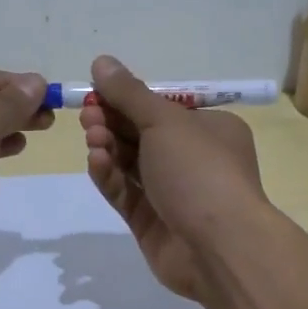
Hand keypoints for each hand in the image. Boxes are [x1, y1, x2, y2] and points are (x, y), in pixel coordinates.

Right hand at [80, 55, 267, 303]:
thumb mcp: (165, 121)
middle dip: (112, 123)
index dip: (126, 100)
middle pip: (141, 134)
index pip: (161, 109)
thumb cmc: (200, 171)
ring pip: (130, 164)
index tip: (96, 93)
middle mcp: (193, 159)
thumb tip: (102, 61)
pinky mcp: (151, 222)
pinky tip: (96, 162)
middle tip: (87, 116)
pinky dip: (109, 176)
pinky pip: (125, 193)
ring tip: (92, 138)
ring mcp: (172, 193)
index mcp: (209, 130)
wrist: (219, 247)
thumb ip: (129, 93)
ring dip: (108, 147)